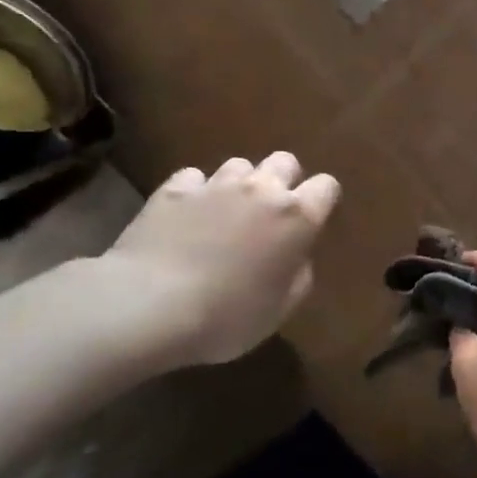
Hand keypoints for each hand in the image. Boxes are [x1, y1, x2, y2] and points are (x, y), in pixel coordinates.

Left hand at [90, 152, 340, 372]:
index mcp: (297, 218)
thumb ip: (298, 274)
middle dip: (283, 180)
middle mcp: (261, 189)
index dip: (322, 200)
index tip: (314, 221)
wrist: (150, 306)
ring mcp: (215, 185)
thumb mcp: (281, 308)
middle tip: (271, 213)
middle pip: (284, 161)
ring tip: (227, 212)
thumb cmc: (228, 316)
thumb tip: (296, 255)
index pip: (326, 186)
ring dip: (240, 184)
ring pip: (239, 164)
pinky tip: (187, 215)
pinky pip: (194, 177)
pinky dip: (196, 191)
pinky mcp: (173, 189)